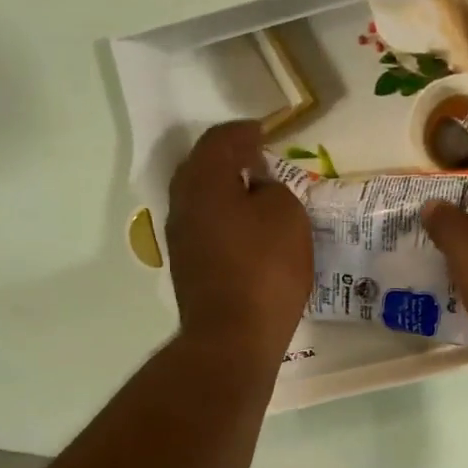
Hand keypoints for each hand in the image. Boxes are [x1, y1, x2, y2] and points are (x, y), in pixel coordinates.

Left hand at [165, 122, 311, 362]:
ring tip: (256, 192)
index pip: (219, 141)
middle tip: (258, 158)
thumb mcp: (286, 215)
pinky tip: (247, 227)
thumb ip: (272, 189)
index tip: (264, 131)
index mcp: (203, 182)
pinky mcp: (188, 266)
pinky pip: (205, 224)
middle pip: (201, 167)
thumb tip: (257, 190)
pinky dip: (224, 215)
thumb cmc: (265, 268)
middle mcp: (183, 204)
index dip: (243, 131)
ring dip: (225, 188)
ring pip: (200, 198)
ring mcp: (181, 238)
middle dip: (228, 158)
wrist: (234, 336)